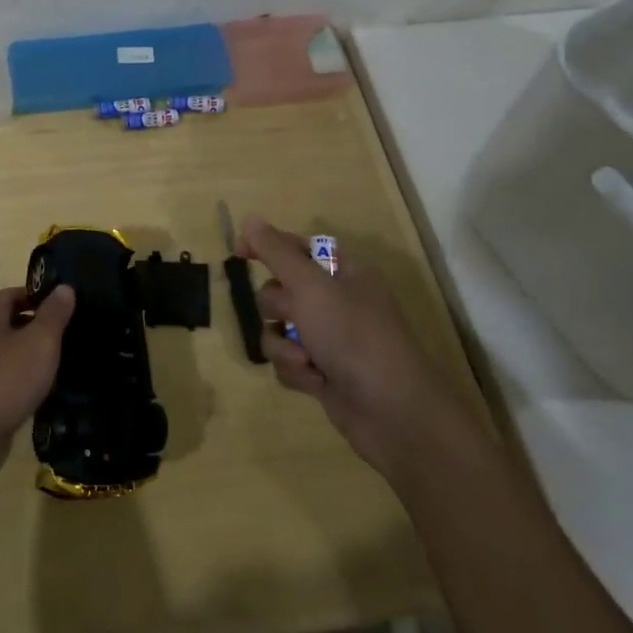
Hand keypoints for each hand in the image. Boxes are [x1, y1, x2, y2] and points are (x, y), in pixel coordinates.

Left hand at [0, 285, 73, 449]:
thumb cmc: (4, 379)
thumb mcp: (39, 342)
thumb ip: (53, 314)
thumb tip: (64, 287)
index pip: (14, 293)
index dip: (40, 296)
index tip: (67, 305)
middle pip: (10, 321)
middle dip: (39, 326)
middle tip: (71, 332)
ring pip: (8, 351)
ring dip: (31, 355)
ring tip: (64, 361)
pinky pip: (4, 377)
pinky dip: (22, 380)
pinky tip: (43, 390)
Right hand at [241, 216, 455, 482]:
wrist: (394, 413)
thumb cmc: (354, 337)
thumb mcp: (311, 287)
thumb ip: (276, 252)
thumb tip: (250, 218)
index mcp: (344, 273)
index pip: (298, 247)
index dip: (267, 246)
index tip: (239, 252)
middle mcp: (338, 301)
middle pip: (282, 290)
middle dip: (278, 308)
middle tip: (293, 317)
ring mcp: (331, 339)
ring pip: (280, 328)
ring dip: (283, 344)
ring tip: (305, 360)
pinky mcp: (324, 372)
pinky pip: (289, 360)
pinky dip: (295, 370)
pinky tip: (313, 382)